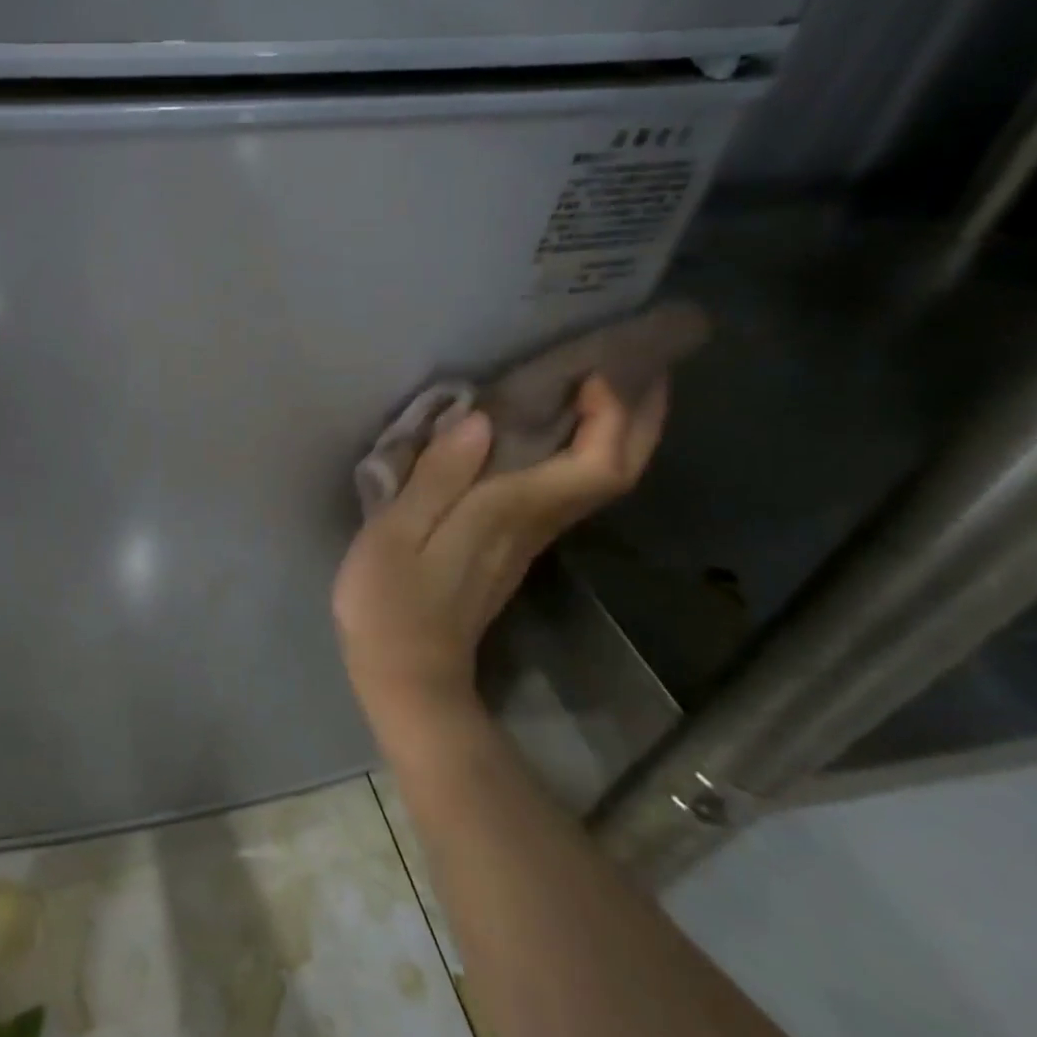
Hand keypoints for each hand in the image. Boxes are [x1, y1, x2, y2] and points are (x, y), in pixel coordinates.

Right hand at [333, 375, 667, 737]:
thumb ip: (436, 477)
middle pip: (612, 471)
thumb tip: (478, 420)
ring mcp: (527, 539)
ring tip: (605, 384)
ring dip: (614, 431)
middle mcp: (534, 523)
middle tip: (645, 363)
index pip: (596, 463)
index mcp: (511, 513)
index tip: (604, 366)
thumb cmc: (391, 602)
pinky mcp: (510, 546)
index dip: (614, 413)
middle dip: (638, 417)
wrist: (407, 673)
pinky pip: (565, 489)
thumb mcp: (397, 534)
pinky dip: (578, 453)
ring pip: (596, 480)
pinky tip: (555, 434)